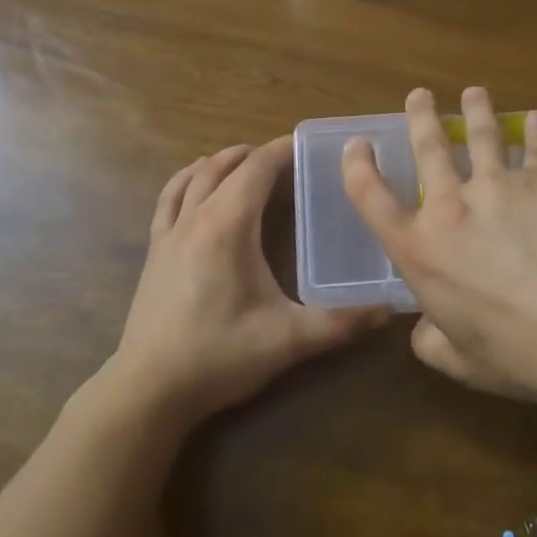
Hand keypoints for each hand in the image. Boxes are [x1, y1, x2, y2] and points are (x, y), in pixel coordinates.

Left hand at [111, 138, 387, 424]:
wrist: (148, 391)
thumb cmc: (219, 357)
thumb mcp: (288, 340)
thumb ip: (340, 323)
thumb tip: (389, 311)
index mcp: (227, 227)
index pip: (256, 169)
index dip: (282, 151)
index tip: (308, 145)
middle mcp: (196, 218)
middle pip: (226, 167)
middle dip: (258, 154)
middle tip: (288, 158)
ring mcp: (169, 233)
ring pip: (194, 176)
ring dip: (222, 161)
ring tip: (246, 160)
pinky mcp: (154, 251)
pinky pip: (169, 198)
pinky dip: (187, 180)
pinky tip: (196, 185)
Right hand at [341, 87, 536, 409]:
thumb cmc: (513, 354)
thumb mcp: (458, 361)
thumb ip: (431, 340)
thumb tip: (426, 329)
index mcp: (420, 250)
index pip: (372, 198)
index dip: (357, 168)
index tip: (358, 145)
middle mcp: (451, 206)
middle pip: (429, 149)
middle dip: (421, 117)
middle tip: (419, 95)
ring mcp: (498, 185)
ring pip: (481, 136)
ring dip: (476, 111)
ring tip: (474, 93)